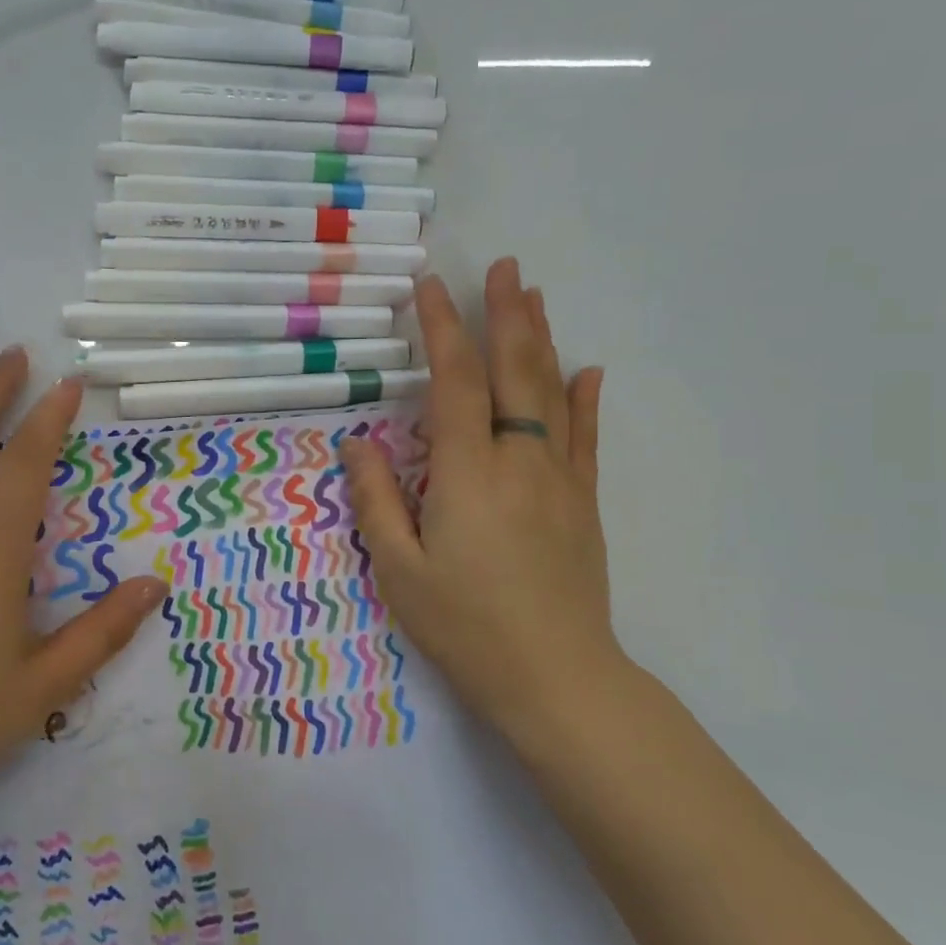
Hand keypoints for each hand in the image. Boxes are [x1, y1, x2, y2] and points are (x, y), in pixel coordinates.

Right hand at [341, 260, 627, 751]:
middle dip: (506, 314)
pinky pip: (585, 438)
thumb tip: (358, 441)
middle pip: (513, 372)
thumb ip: (376, 499)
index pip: (453, 382)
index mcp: (467, 473)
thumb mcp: (399, 569)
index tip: (430, 288)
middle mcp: (518, 460)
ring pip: (552, 393)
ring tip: (535, 296)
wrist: (556, 678)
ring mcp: (558, 478)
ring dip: (541, 340)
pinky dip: (585, 399)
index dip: (442, 329)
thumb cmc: (464, 625)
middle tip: (504, 266)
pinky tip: (588, 369)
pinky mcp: (583, 502)